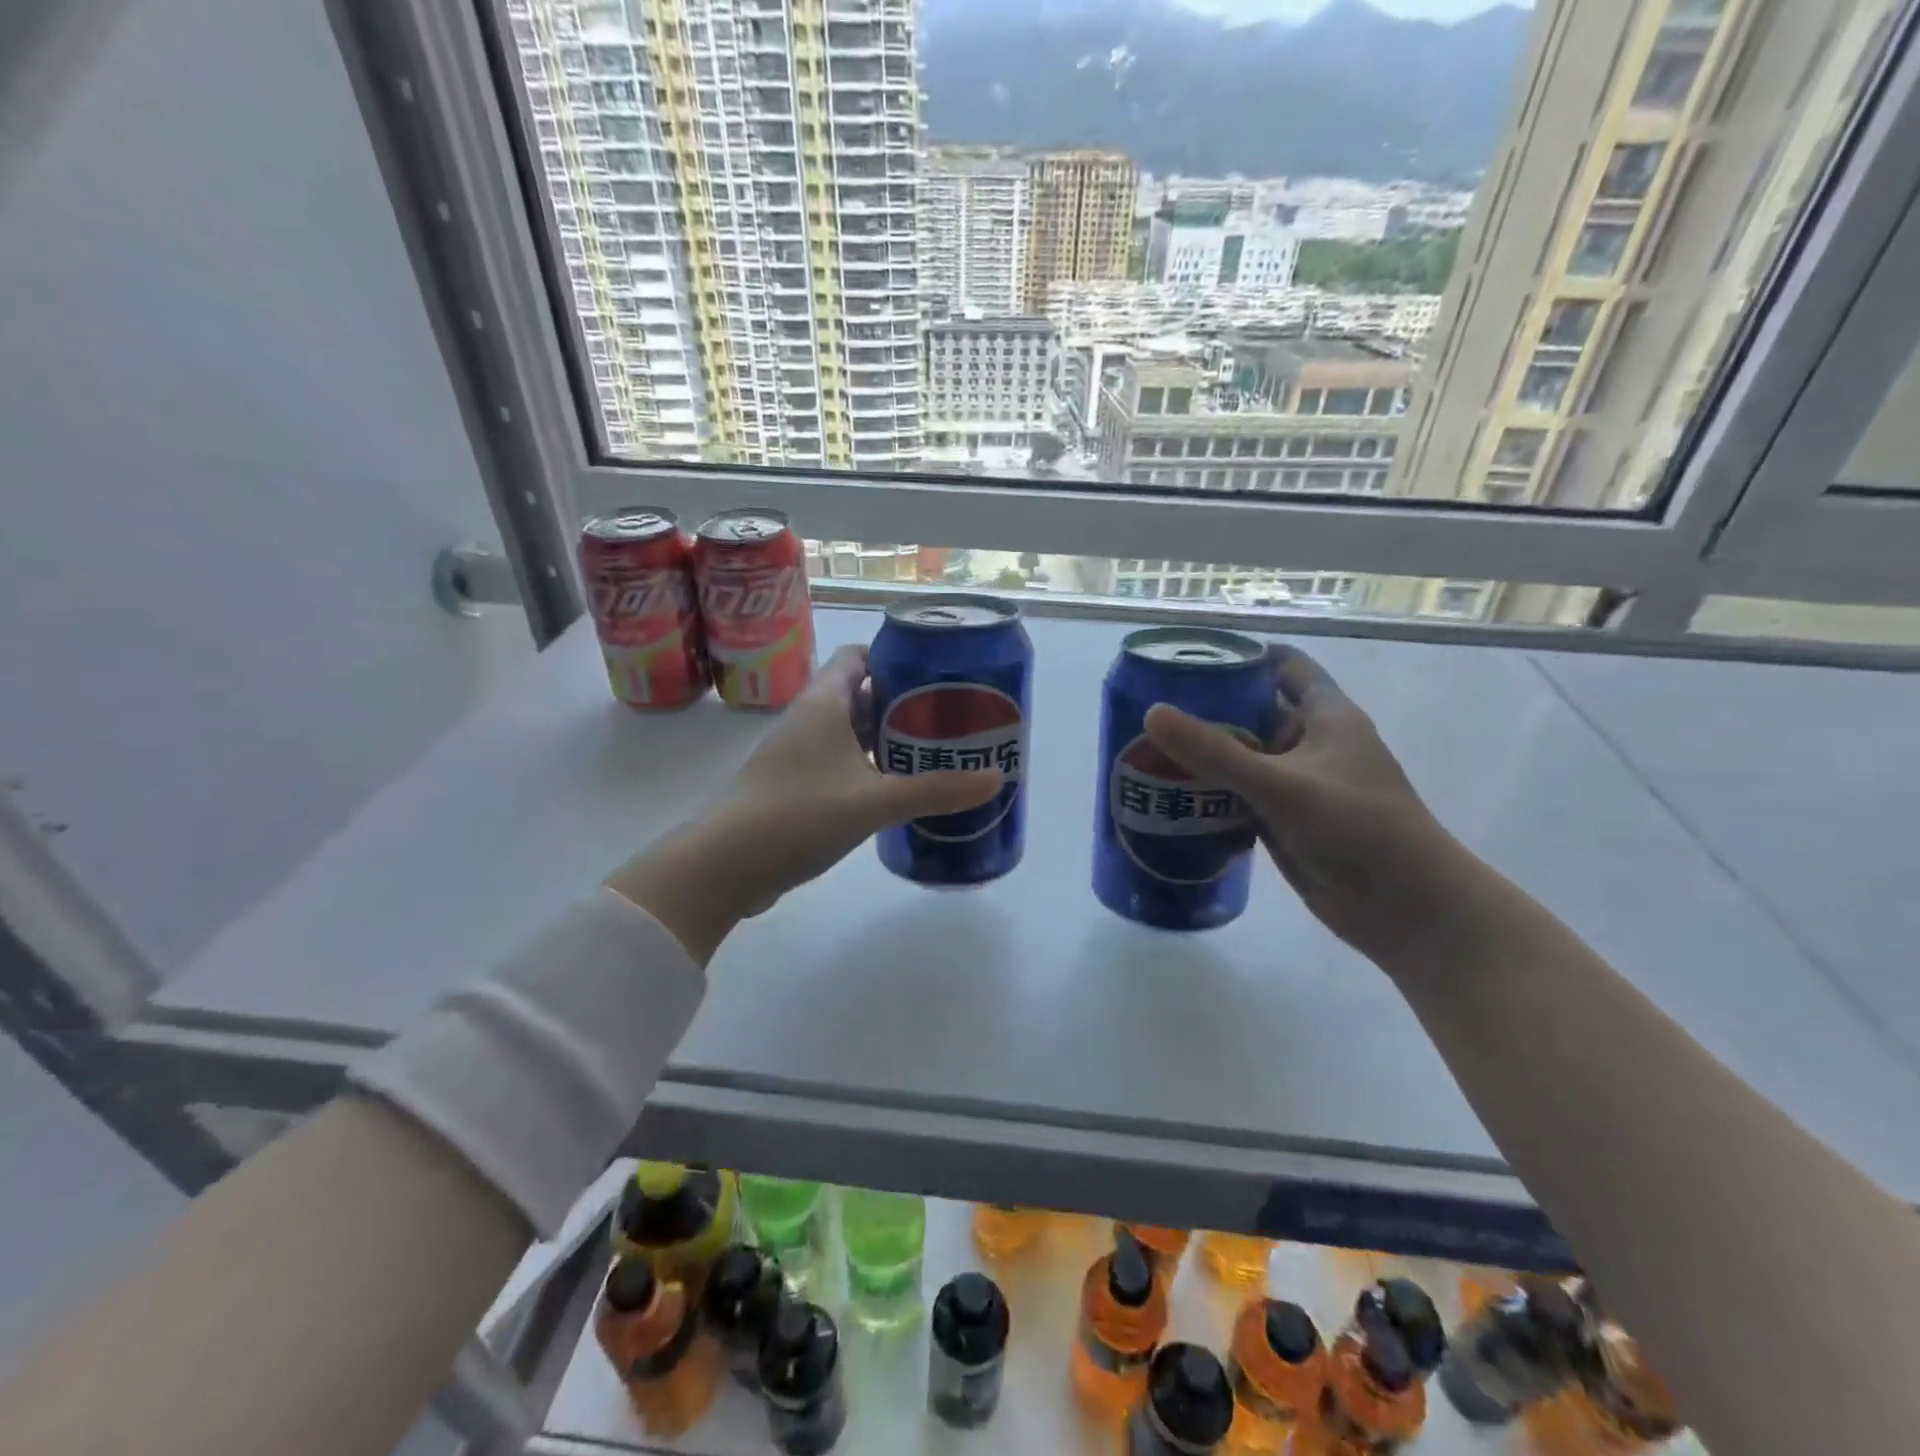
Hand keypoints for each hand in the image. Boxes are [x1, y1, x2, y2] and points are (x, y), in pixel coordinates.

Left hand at [605, 645, 999, 962]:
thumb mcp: (875, 801)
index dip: (894, 658)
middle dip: (899, 704)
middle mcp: (806, 720)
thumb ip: (935, 790)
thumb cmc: (800, 814)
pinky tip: (890, 792)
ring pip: (845, 732)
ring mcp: (794, 755)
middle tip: (943, 718)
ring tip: (928, 754)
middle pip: (857, 694)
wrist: (725, 866)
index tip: (933, 673)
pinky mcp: (790, 786)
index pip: (857, 656)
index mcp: (823, 703)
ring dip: (882, 740)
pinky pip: (834, 763)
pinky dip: (863, 769)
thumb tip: (996, 779)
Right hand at [1142, 645, 1472, 964]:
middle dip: (1208, 709)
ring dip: (1204, 756)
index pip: (1285, 668)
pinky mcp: (1285, 822)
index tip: (1191, 655)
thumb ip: (1215, 751)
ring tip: (1145, 747)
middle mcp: (1311, 744)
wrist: (1405, 908)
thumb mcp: (1282, 784)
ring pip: (1243, 759)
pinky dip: (1210, 795)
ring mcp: (1298, 785)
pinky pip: (1240, 798)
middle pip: (1254, 713)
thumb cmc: (1357, 828)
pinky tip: (1168, 795)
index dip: (1244, 656)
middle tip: (1150, 706)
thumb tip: (1151, 712)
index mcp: (1326, 716)